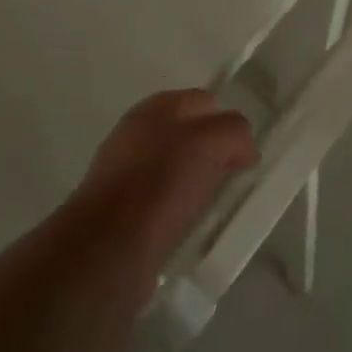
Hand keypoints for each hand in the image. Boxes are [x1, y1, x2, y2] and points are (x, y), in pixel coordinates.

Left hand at [76, 88, 258, 273]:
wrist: (107, 249)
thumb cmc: (160, 185)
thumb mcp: (210, 142)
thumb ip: (233, 131)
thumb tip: (243, 150)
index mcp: (155, 109)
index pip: (202, 102)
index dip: (226, 122)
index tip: (243, 153)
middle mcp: (137, 135)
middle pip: (189, 135)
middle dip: (213, 153)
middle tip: (232, 178)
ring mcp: (126, 174)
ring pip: (177, 171)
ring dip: (198, 185)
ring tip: (214, 207)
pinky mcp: (123, 214)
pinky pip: (164, 204)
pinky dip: (181, 213)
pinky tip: (191, 228)